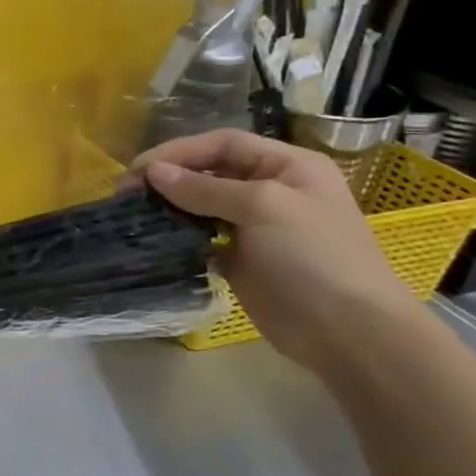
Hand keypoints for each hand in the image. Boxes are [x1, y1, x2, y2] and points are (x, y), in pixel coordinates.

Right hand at [133, 129, 417, 373]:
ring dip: (168, 206)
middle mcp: (271, 190)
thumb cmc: (314, 256)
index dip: (179, 151)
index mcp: (288, 166)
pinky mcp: (241, 259)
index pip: (223, 144)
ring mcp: (256, 227)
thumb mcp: (263, 207)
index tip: (138, 170)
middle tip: (126, 193)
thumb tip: (153, 173)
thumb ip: (204, 188)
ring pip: (201, 204)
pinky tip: (155, 238)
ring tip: (134, 213)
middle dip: (168, 177)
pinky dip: (177, 234)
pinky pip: (201, 237)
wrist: (348, 332)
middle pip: (209, 171)